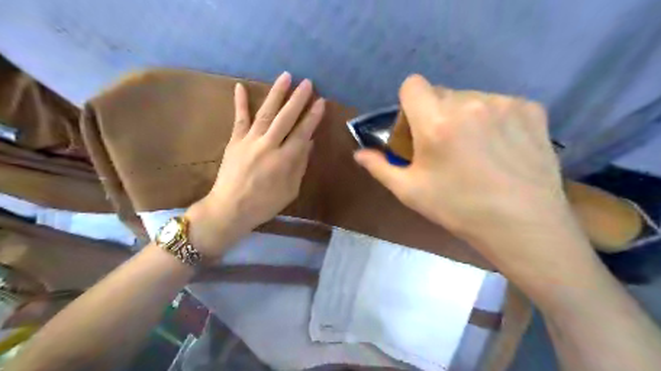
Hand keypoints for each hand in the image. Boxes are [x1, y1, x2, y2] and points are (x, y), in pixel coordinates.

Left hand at [187, 71, 323, 257]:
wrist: (230, 208)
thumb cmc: (264, 204)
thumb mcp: (290, 190)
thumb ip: (300, 165)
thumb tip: (309, 142)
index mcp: (284, 160)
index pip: (302, 133)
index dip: (312, 117)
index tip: (321, 102)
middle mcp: (268, 146)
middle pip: (286, 118)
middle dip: (298, 99)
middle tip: (307, 83)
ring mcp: (249, 141)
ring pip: (266, 113)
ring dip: (277, 94)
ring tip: (286, 77)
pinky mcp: (235, 141)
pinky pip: (239, 119)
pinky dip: (240, 103)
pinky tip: (240, 86)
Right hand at [354, 74, 584, 266]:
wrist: (522, 226)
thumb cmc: (458, 209)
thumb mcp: (410, 191)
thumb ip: (379, 167)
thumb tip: (358, 154)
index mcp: (435, 122)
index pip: (413, 84)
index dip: (409, 103)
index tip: (415, 126)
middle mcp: (469, 103)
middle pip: (441, 93)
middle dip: (435, 113)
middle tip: (444, 145)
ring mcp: (504, 103)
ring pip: (471, 98)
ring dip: (465, 116)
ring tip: (475, 149)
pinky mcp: (532, 109)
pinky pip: (500, 105)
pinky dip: (494, 119)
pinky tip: (501, 147)